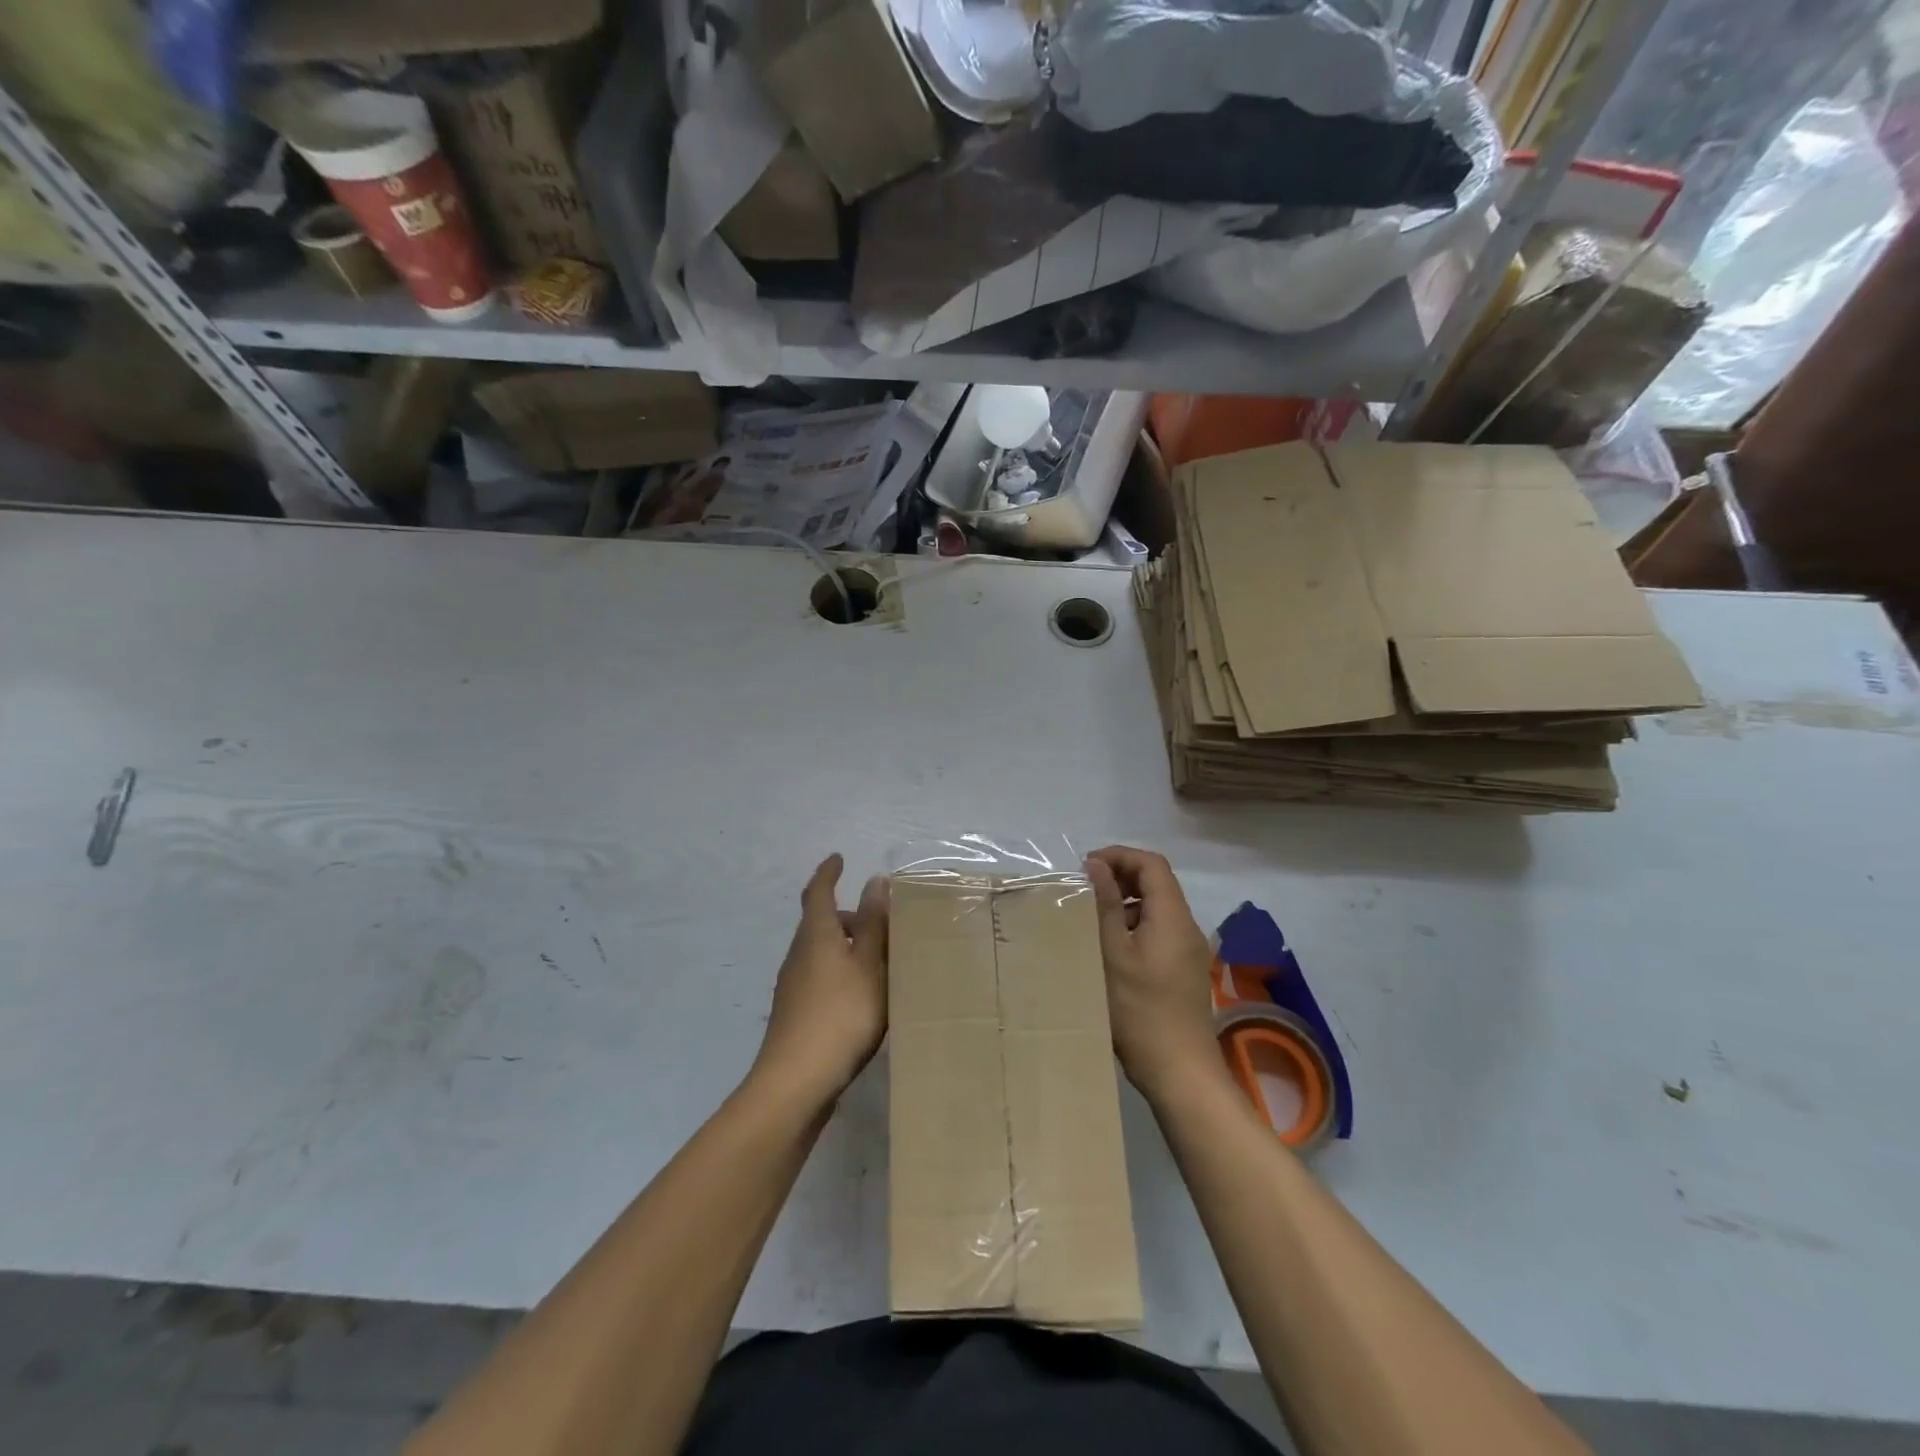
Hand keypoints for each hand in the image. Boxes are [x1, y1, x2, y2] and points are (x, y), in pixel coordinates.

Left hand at [753, 854, 888, 1105]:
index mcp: (817, 935)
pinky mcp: (794, 1013)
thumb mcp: (869, 965)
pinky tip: (860, 997)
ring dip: (844, 947)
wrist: (796, 1082)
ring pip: (820, 952)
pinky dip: (839, 972)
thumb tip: (875, 881)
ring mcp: (793, 986)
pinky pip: (819, 977)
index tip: (838, 859)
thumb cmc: (841, 1014)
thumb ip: (873, 924)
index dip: (828, 873)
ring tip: (877, 960)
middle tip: (877, 921)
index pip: (818, 892)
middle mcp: (799, 954)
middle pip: (820, 923)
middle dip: (845, 916)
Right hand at [1085, 846, 1222, 1101]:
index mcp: (1171, 916)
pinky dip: (1133, 924)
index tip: (1086, 867)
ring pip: (1156, 907)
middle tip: (1084, 888)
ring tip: (1091, 917)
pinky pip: (1158, 930)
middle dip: (1120, 876)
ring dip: (1124, 901)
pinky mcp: (1182, 969)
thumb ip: (1105, 904)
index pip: (1151, 864)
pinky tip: (1110, 947)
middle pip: (1156, 882)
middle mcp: (1186, 926)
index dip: (1119, 856)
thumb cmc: (1139, 1009)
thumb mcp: (1112, 952)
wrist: (1179, 1071)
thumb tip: (1096, 864)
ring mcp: (1187, 949)